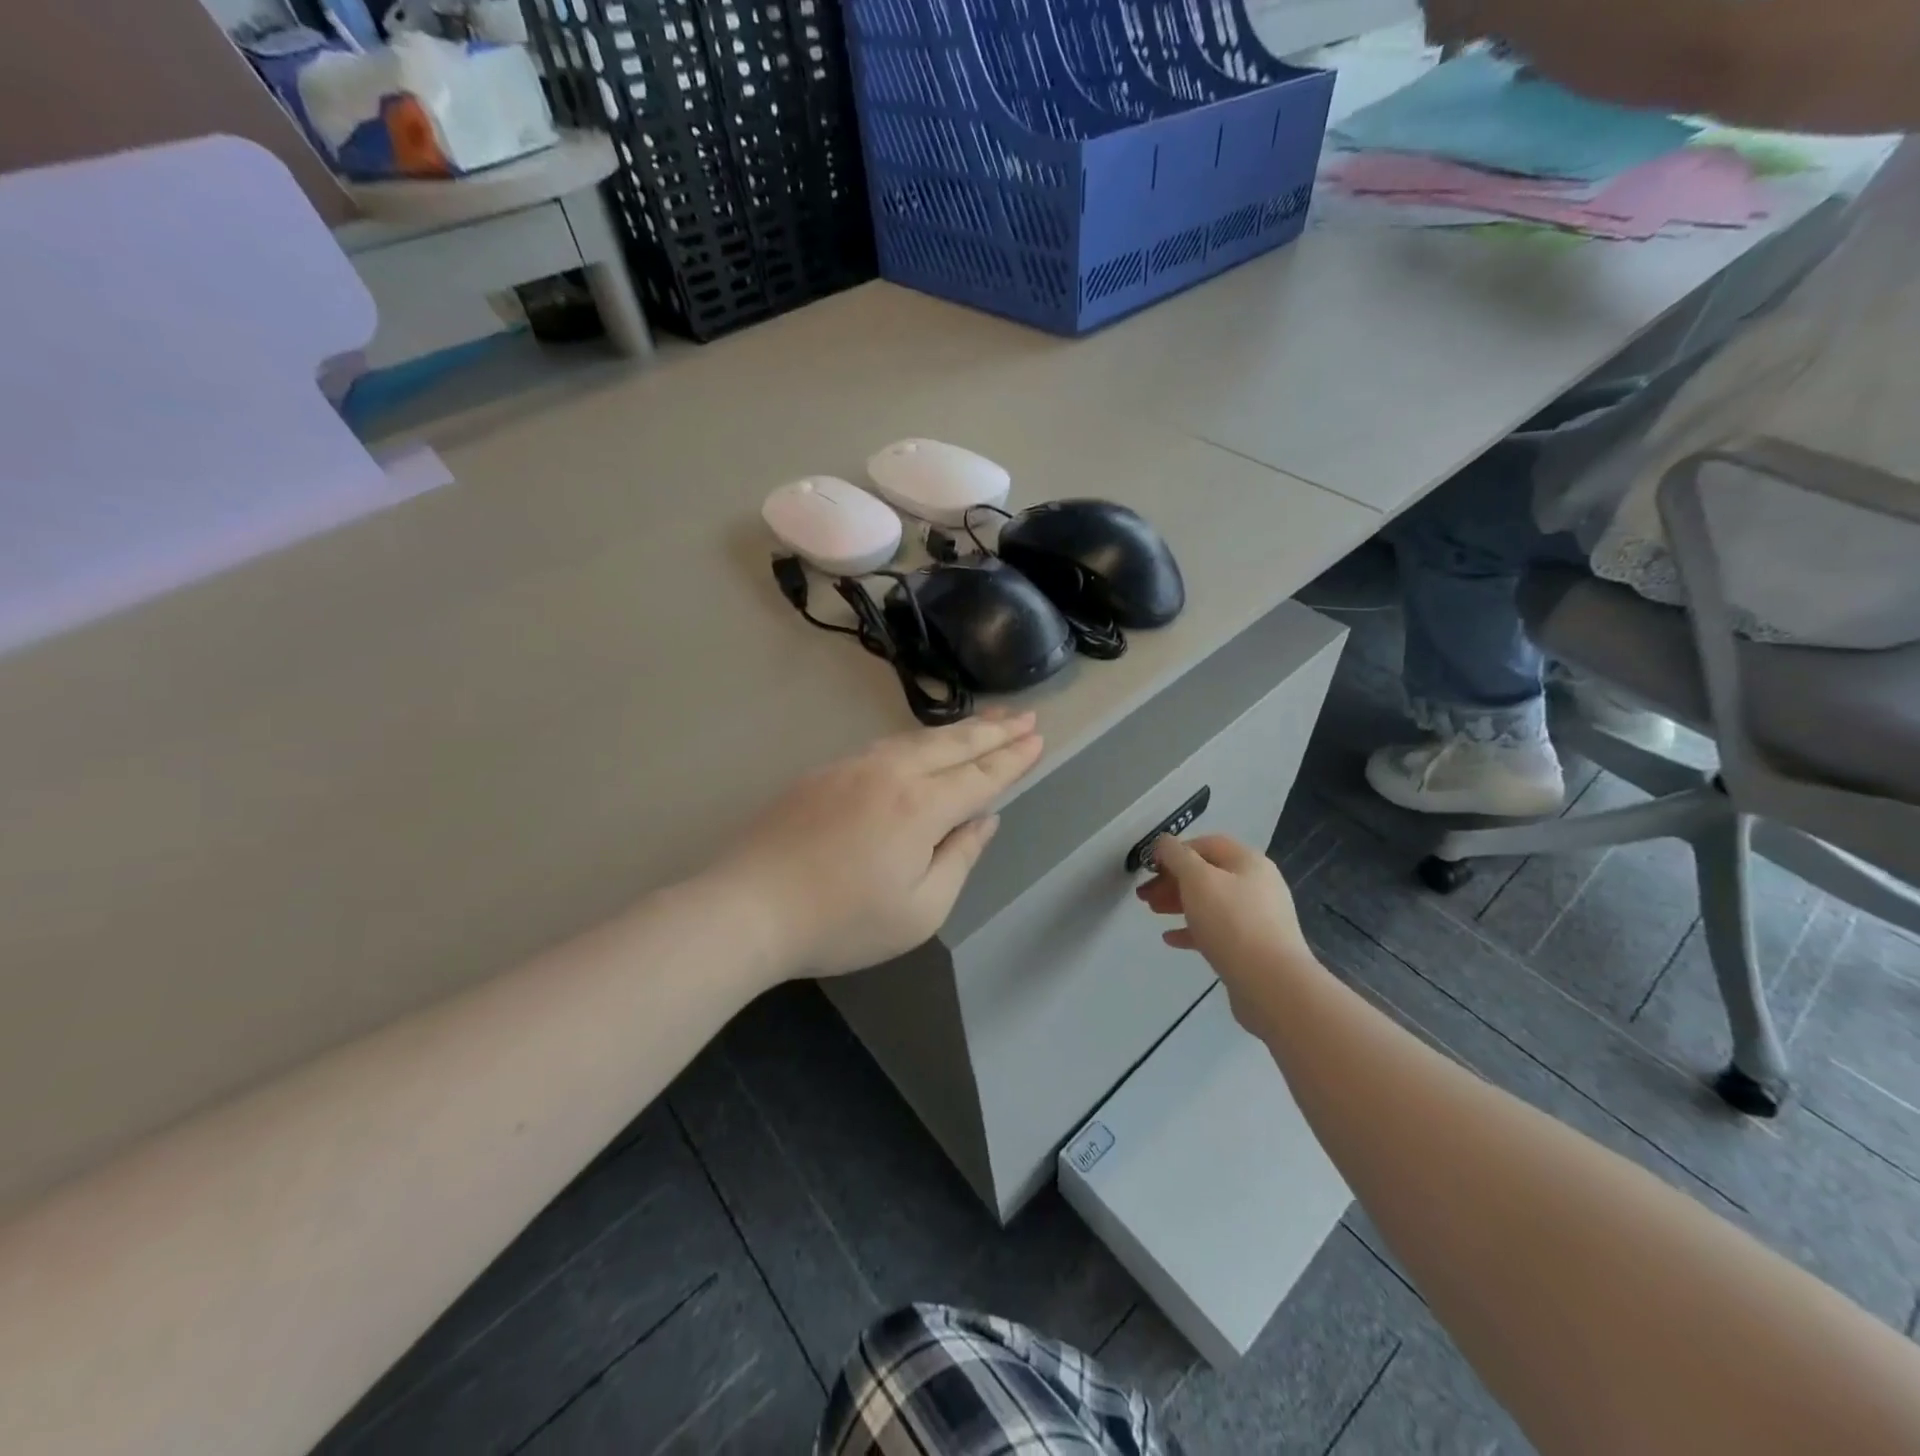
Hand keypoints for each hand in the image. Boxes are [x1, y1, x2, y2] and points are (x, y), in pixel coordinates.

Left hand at [713, 711, 1043, 979]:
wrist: (748, 907)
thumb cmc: (841, 922)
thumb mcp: (920, 910)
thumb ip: (959, 859)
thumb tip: (984, 820)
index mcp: (920, 807)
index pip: (980, 776)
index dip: (1012, 759)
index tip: (1037, 739)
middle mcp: (890, 774)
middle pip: (952, 746)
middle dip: (993, 731)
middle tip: (1025, 716)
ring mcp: (852, 768)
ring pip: (916, 739)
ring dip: (956, 730)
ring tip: (985, 722)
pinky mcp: (823, 773)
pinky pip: (884, 747)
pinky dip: (917, 741)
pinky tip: (921, 745)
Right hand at [1136, 834, 1315, 1031]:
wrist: (1272, 983)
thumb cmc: (1231, 921)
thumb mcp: (1197, 879)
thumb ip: (1176, 856)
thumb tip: (1164, 842)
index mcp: (1248, 862)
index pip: (1206, 844)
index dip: (1175, 851)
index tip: (1149, 867)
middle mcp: (1257, 884)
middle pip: (1207, 874)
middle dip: (1172, 881)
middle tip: (1144, 895)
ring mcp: (1258, 917)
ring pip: (1210, 902)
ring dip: (1179, 903)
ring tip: (1153, 912)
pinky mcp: (1253, 947)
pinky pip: (1217, 931)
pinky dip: (1193, 930)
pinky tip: (1171, 939)